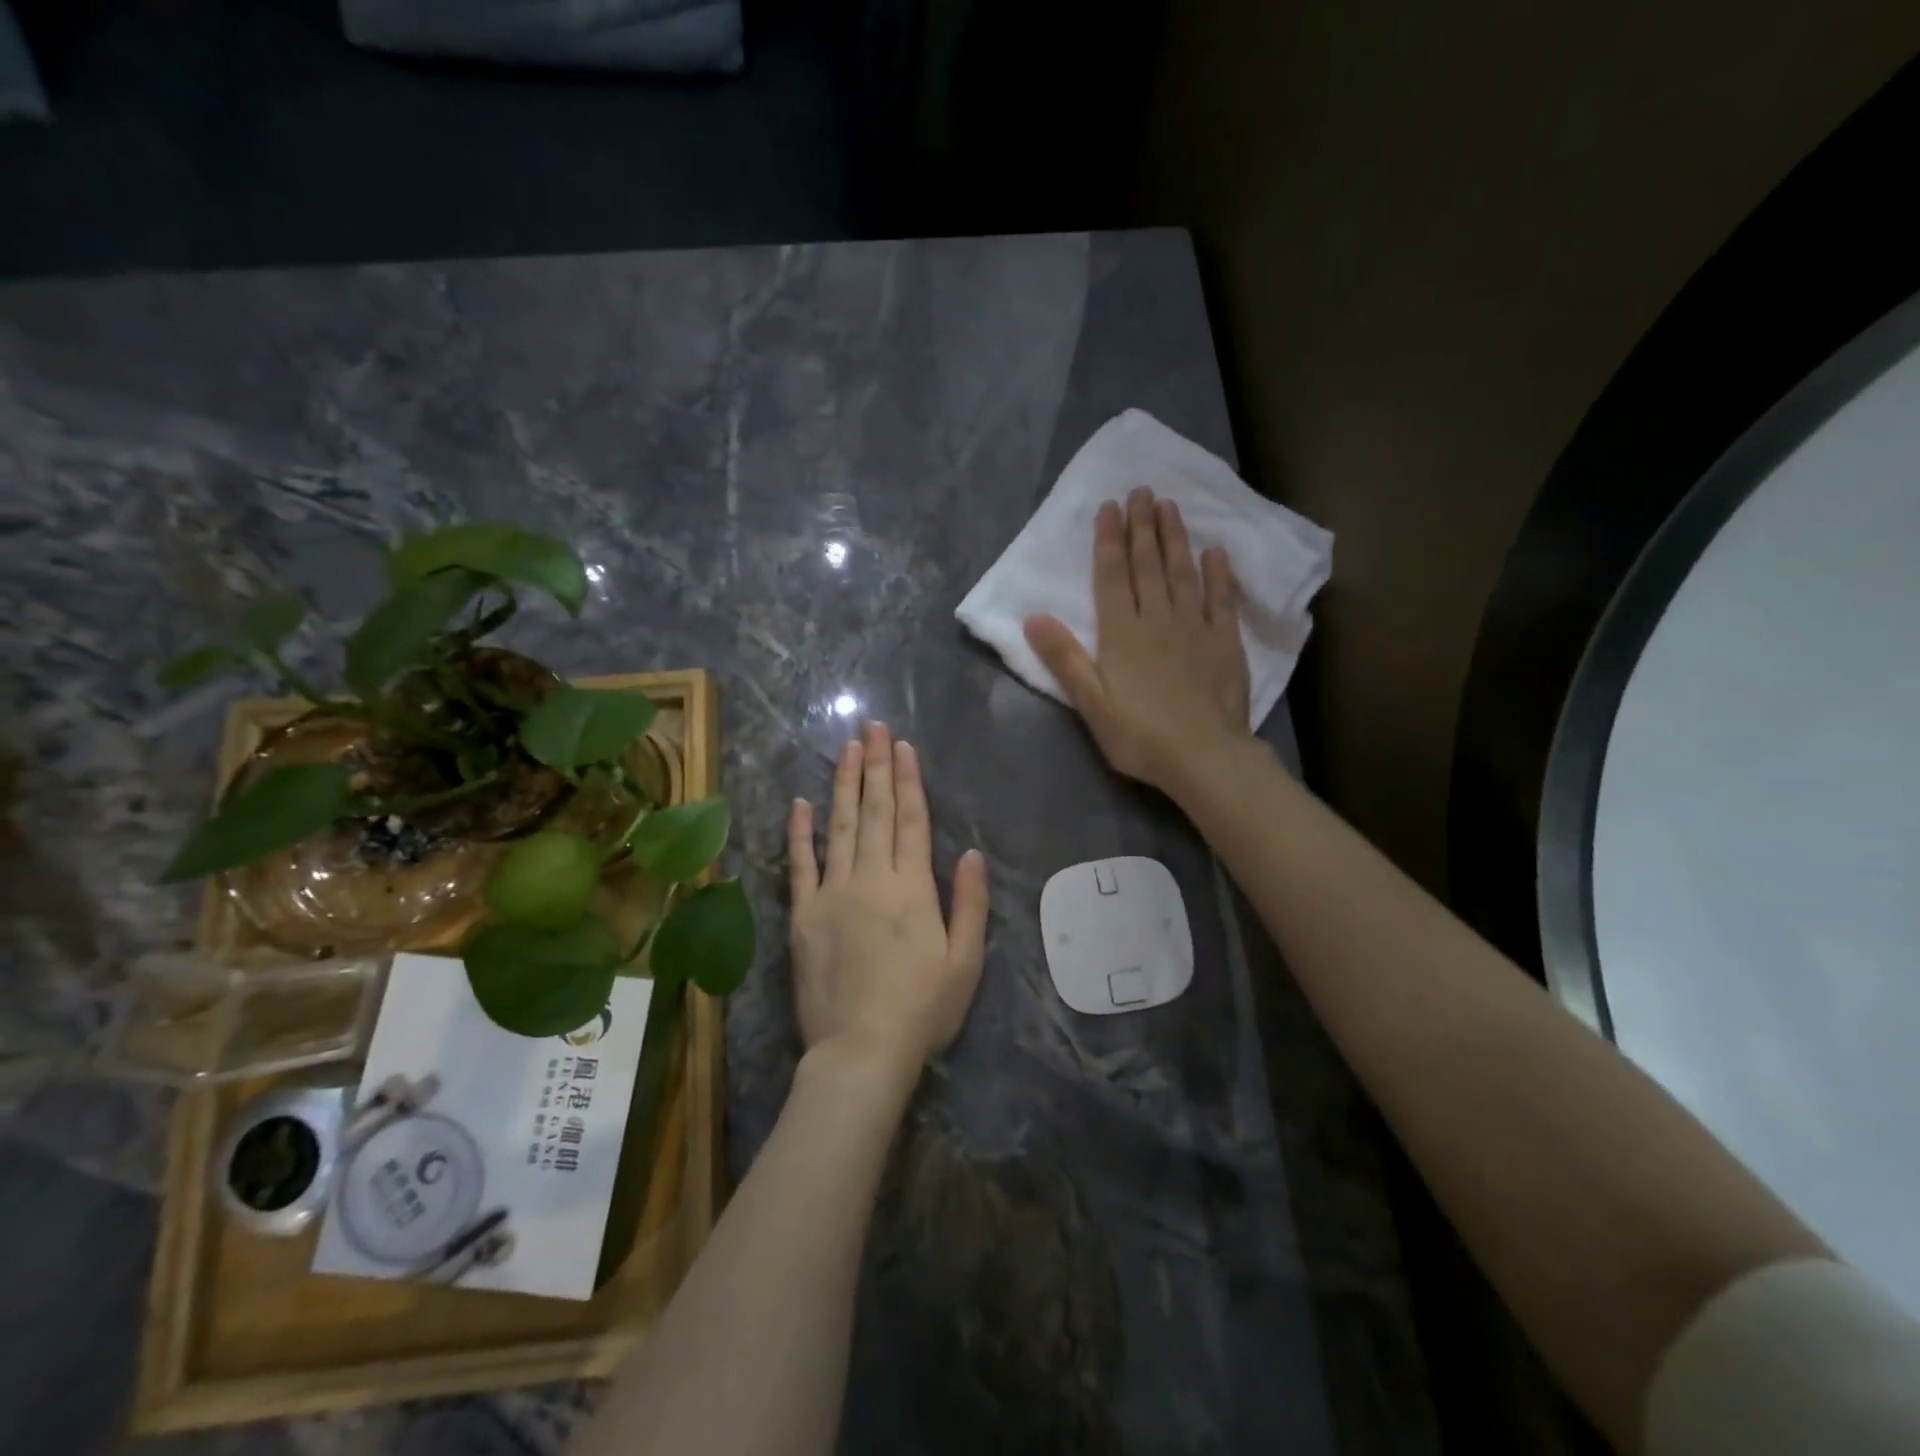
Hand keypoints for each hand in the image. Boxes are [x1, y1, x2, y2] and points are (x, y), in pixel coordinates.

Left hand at [788, 721, 989, 1075]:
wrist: (860, 1051)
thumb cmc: (922, 1009)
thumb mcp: (965, 961)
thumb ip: (970, 903)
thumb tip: (971, 852)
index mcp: (912, 888)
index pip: (910, 820)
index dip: (907, 780)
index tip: (902, 746)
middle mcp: (871, 878)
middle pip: (874, 812)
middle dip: (876, 766)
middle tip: (872, 727)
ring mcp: (832, 894)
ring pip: (839, 826)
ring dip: (843, 784)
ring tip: (847, 749)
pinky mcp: (803, 915)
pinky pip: (800, 865)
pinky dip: (800, 832)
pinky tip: (801, 802)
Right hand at [1024, 487, 1251, 796]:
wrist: (1204, 757)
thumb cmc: (1140, 735)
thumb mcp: (1091, 702)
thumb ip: (1064, 658)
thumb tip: (1032, 616)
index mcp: (1123, 633)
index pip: (1113, 576)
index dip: (1110, 539)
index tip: (1110, 506)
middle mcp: (1159, 619)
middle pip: (1149, 565)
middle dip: (1143, 526)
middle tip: (1142, 490)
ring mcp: (1196, 628)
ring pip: (1183, 573)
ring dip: (1175, 539)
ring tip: (1171, 506)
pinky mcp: (1226, 643)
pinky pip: (1222, 600)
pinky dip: (1218, 575)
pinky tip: (1215, 553)